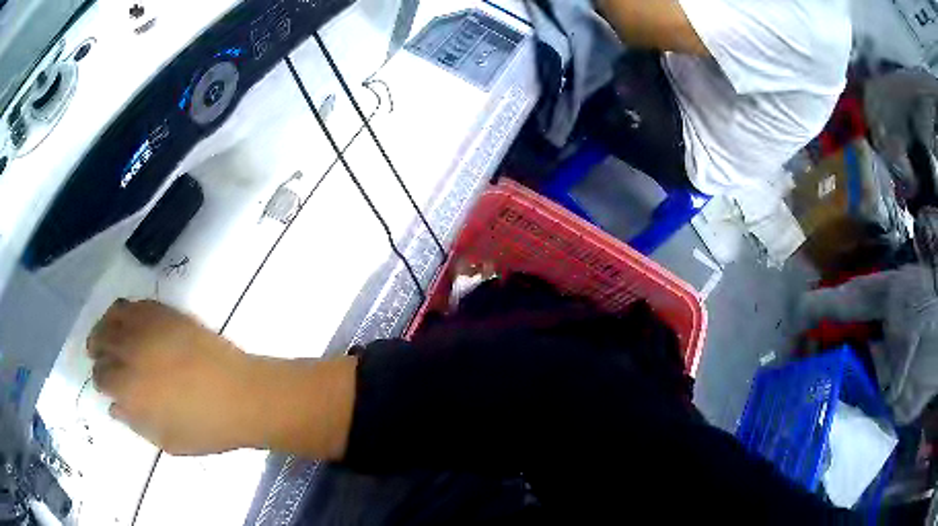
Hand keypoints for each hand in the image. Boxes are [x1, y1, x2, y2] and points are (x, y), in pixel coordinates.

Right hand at [87, 300, 261, 454]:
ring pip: (114, 317)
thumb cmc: (207, 429)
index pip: (101, 377)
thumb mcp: (168, 441)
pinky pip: (136, 304)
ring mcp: (149, 328)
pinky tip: (127, 322)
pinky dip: (125, 311)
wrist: (243, 396)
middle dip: (97, 350)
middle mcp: (132, 352)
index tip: (103, 384)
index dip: (100, 381)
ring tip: (106, 335)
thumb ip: (136, 424)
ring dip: (105, 326)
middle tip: (98, 355)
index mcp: (130, 388)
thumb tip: (114, 408)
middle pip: (102, 342)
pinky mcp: (167, 313)